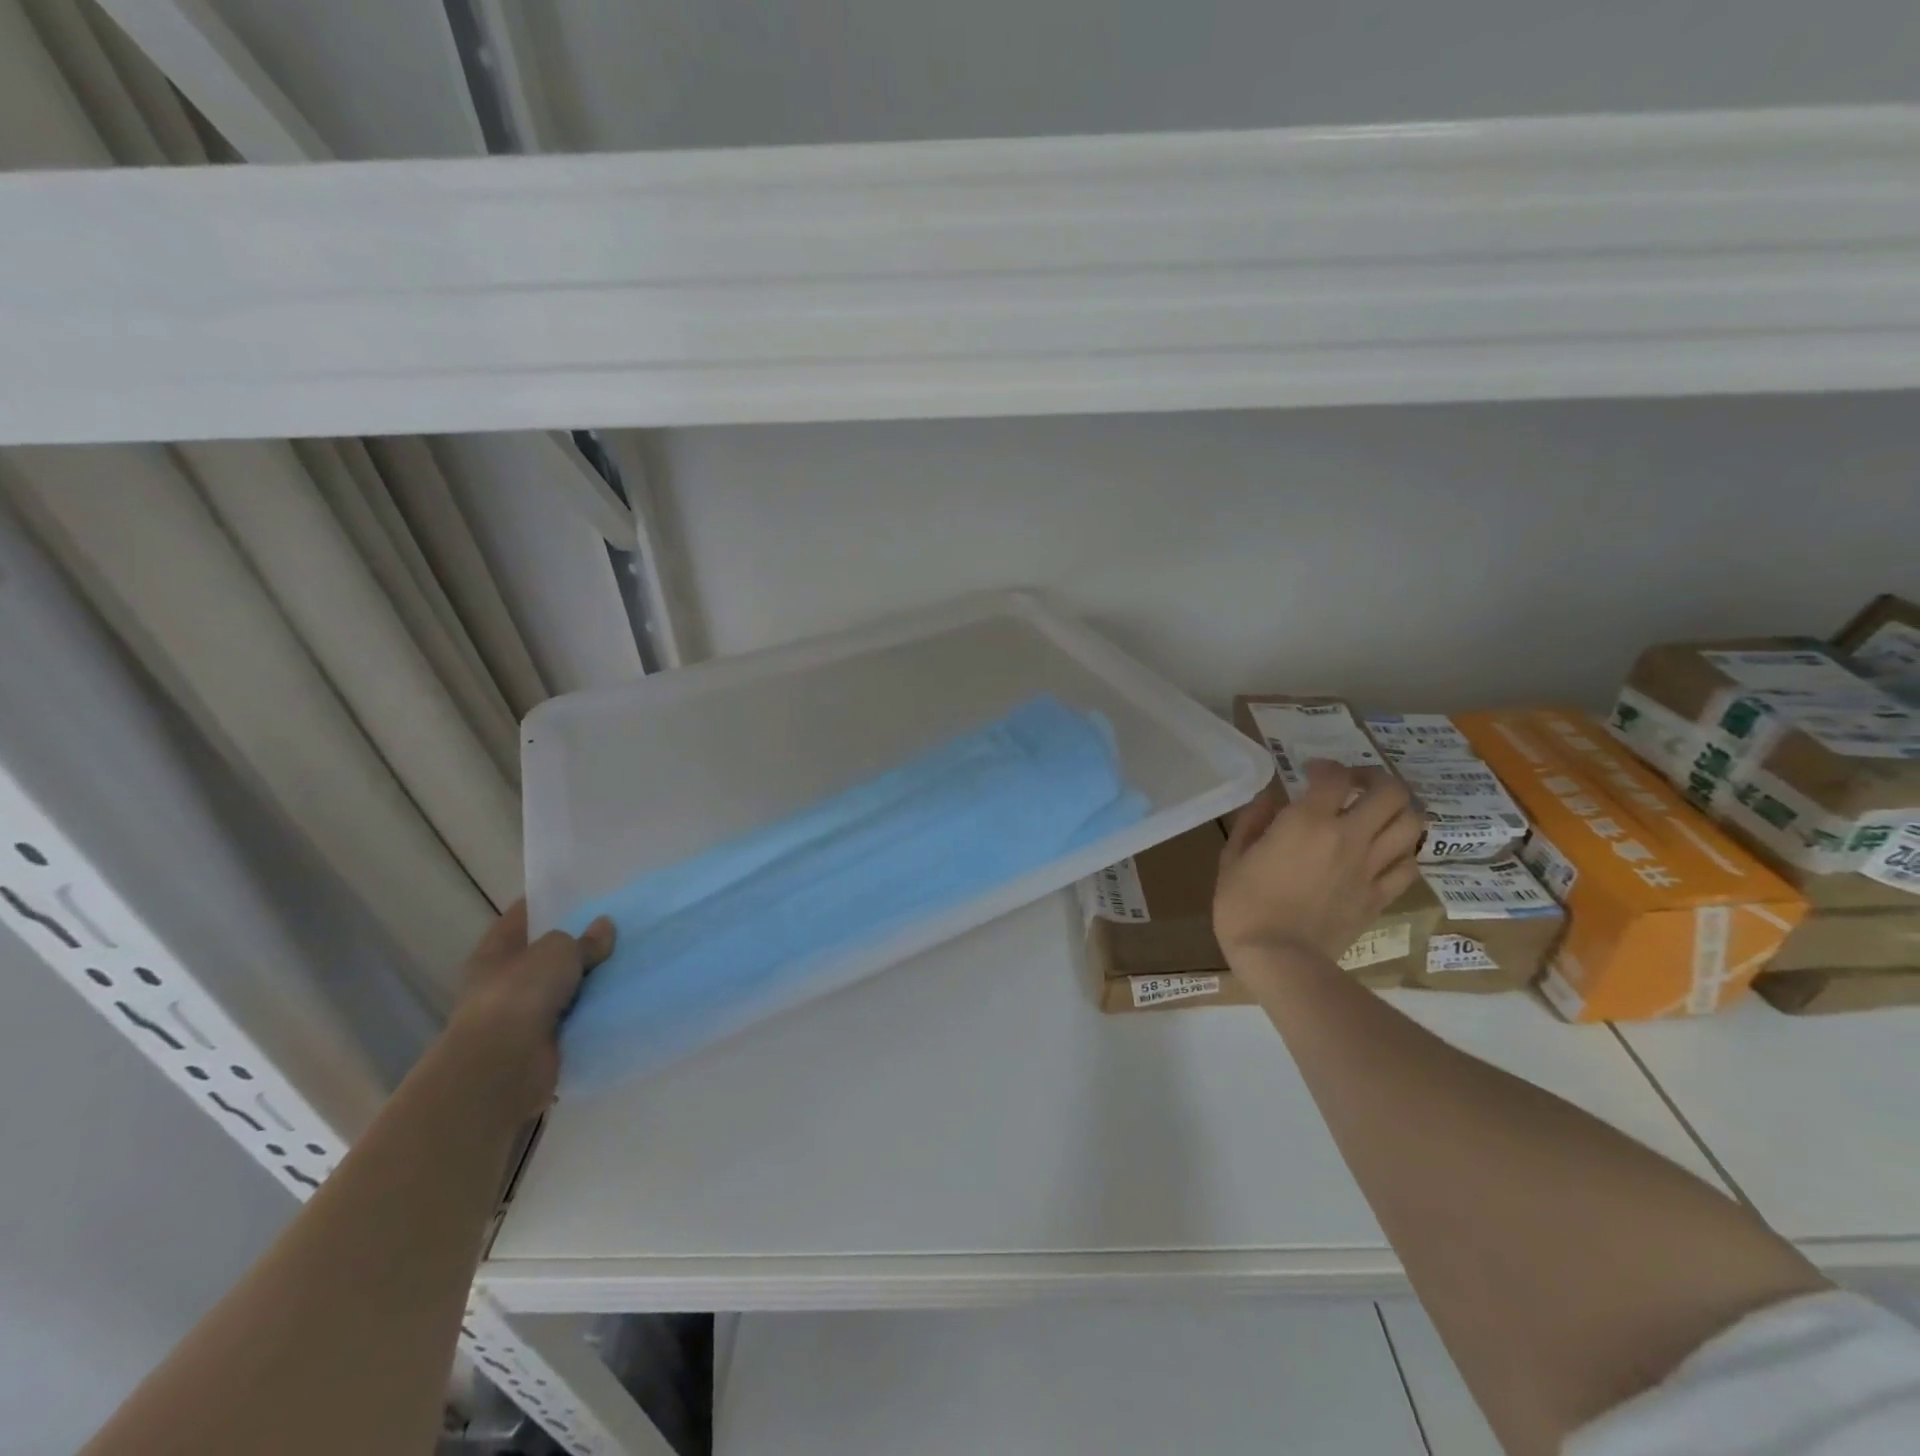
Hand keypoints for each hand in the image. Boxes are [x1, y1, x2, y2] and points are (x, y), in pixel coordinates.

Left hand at [446, 901, 614, 1117]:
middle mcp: (504, 979)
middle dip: (579, 943)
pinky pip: (575, 1016)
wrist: (503, 1065)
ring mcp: (522, 1012)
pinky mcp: (542, 1041)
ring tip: (631, 959)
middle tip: (619, 925)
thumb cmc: (520, 993)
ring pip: (564, 986)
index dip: (550, 903)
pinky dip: (594, 1010)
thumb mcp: (558, 951)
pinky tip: (624, 996)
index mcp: (496, 950)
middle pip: (547, 953)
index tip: (584, 893)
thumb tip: (604, 927)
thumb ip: (584, 940)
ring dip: (590, 979)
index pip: (523, 916)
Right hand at [1214, 762, 1423, 969]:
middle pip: (1390, 792)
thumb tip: (1271, 799)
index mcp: (1308, 822)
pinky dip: (1402, 851)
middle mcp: (1348, 837)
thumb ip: (1254, 821)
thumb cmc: (1244, 904)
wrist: (1278, 958)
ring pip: (1411, 824)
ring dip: (1397, 811)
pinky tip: (1383, 852)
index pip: (1335, 776)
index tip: (1311, 772)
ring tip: (1377, 814)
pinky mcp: (1380, 896)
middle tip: (1355, 785)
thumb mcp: (1233, 856)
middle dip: (1375, 779)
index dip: (1326, 766)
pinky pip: (1409, 865)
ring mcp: (1370, 868)